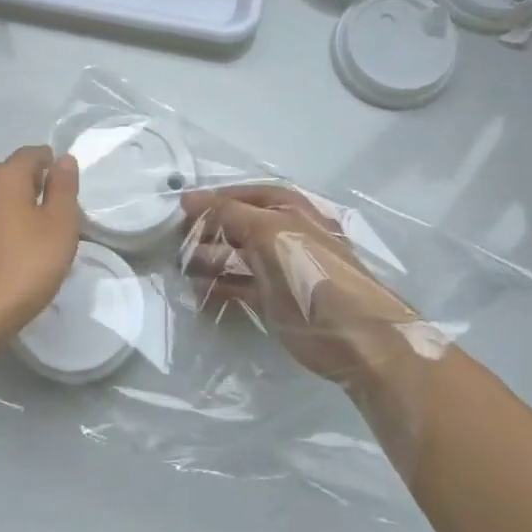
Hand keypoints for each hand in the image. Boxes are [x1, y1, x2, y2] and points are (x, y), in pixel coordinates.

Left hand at [0, 146, 81, 341]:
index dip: (53, 165)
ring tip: (35, 233)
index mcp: (3, 176)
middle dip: (33, 184)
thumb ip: (63, 187)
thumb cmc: (26, 265)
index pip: (32, 154)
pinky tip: (11, 249)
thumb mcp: (59, 225)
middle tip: (55, 213)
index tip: (68, 190)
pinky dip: (0, 224)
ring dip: (15, 205)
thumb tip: (63, 159)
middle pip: (10, 172)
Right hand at [180, 184, 419, 382]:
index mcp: (294, 212)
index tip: (181, 206)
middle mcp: (288, 236)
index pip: (249, 196)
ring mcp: (282, 270)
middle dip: (210, 230)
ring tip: (181, 267)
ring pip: (239, 257)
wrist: (355, 336)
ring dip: (210, 259)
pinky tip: (198, 292)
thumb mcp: (272, 232)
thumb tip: (191, 199)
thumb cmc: (313, 272)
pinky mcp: (276, 301)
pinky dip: (220, 288)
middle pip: (242, 225)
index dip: (217, 198)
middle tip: (177, 238)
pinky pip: (241, 287)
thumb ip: (231, 214)